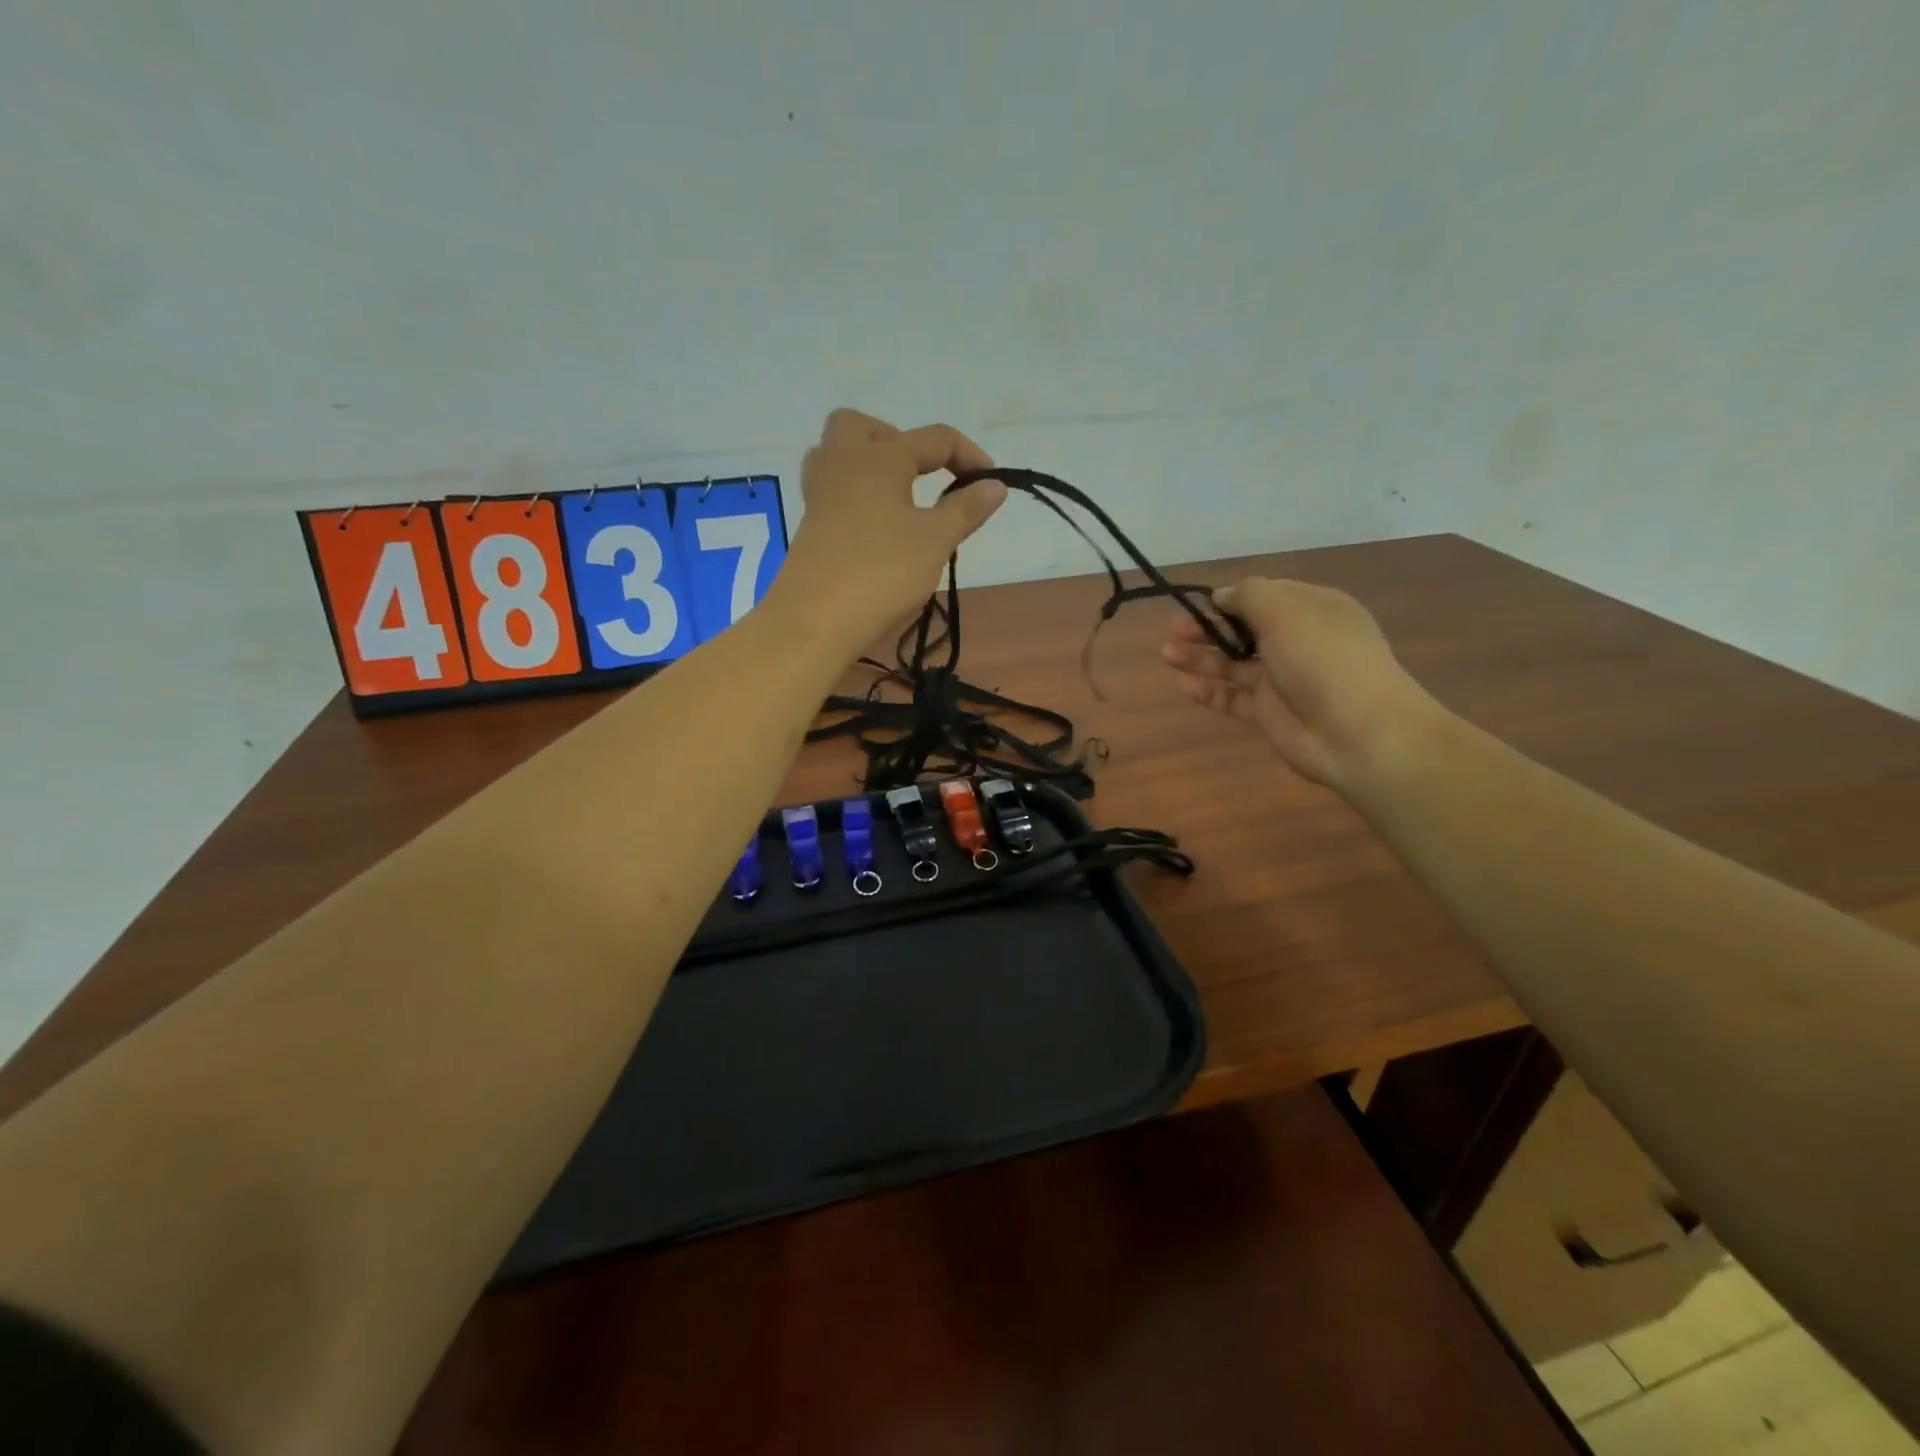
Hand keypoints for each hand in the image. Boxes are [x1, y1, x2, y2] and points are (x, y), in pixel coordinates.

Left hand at [773, 409, 1007, 646]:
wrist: (815, 620)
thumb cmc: (882, 572)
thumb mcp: (935, 541)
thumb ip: (966, 509)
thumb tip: (995, 485)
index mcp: (880, 456)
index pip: (936, 438)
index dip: (970, 456)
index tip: (991, 484)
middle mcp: (843, 462)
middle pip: (863, 428)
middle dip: (898, 442)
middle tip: (922, 476)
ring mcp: (820, 494)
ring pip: (839, 456)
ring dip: (870, 467)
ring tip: (897, 500)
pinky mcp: (809, 525)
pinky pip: (833, 492)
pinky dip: (857, 498)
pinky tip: (875, 530)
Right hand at [1160, 577, 1447, 791]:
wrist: (1357, 731)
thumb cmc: (1323, 659)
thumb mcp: (1286, 610)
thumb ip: (1248, 596)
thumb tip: (1221, 596)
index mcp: (1312, 609)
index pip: (1266, 596)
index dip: (1232, 597)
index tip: (1201, 603)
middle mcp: (1297, 641)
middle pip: (1244, 630)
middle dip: (1209, 628)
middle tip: (1176, 629)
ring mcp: (1282, 679)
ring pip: (1233, 664)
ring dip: (1201, 657)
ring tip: (1167, 654)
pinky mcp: (1269, 713)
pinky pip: (1233, 698)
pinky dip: (1210, 691)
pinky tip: (1186, 686)